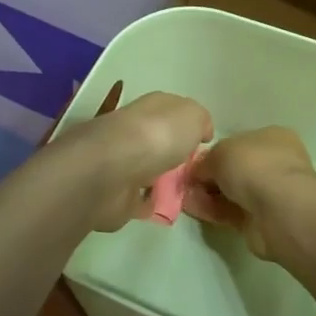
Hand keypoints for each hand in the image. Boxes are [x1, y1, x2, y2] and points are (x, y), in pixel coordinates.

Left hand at [50, 90, 212, 230]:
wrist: (113, 170)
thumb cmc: (158, 135)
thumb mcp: (193, 116)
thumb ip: (200, 120)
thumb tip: (201, 132)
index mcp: (151, 108)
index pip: (170, 111)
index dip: (187, 124)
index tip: (203, 142)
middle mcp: (133, 130)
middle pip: (156, 140)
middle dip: (171, 152)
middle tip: (194, 170)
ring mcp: (120, 162)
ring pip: (145, 168)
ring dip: (159, 177)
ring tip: (183, 191)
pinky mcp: (113, 193)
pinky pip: (136, 197)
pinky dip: (146, 201)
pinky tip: (163, 207)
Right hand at [183, 127, 315, 263]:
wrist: (278, 210)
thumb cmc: (254, 166)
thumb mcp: (220, 152)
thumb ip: (206, 160)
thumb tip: (198, 172)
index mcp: (273, 138)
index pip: (241, 142)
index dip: (217, 152)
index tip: (196, 162)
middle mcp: (275, 163)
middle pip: (236, 169)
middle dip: (211, 176)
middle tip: (187, 182)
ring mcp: (270, 193)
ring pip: (233, 192)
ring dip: (208, 194)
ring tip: (184, 197)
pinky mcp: (261, 220)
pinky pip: (231, 212)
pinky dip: (212, 210)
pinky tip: (192, 209)